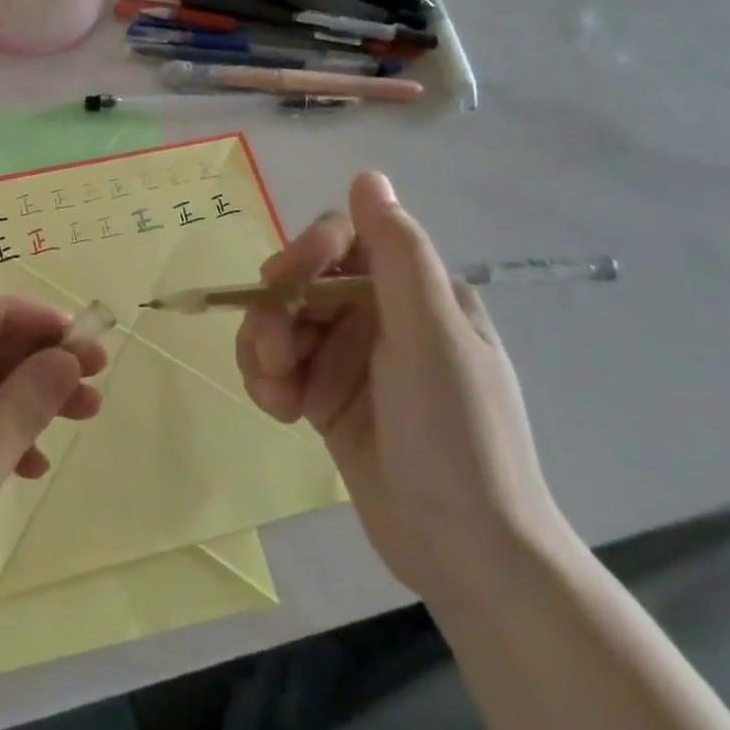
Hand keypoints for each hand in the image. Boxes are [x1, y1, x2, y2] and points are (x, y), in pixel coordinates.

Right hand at [236, 173, 570, 604]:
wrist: (465, 554)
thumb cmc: (457, 435)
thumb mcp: (432, 337)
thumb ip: (398, 254)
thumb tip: (369, 175)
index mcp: (415, 291)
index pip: (343, 239)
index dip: (306, 252)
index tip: (281, 282)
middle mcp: (380, 314)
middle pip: (302, 282)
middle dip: (276, 313)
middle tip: (270, 356)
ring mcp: (351, 357)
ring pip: (281, 323)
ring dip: (264, 350)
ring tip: (274, 394)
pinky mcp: (327, 396)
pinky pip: (278, 365)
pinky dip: (267, 380)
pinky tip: (278, 410)